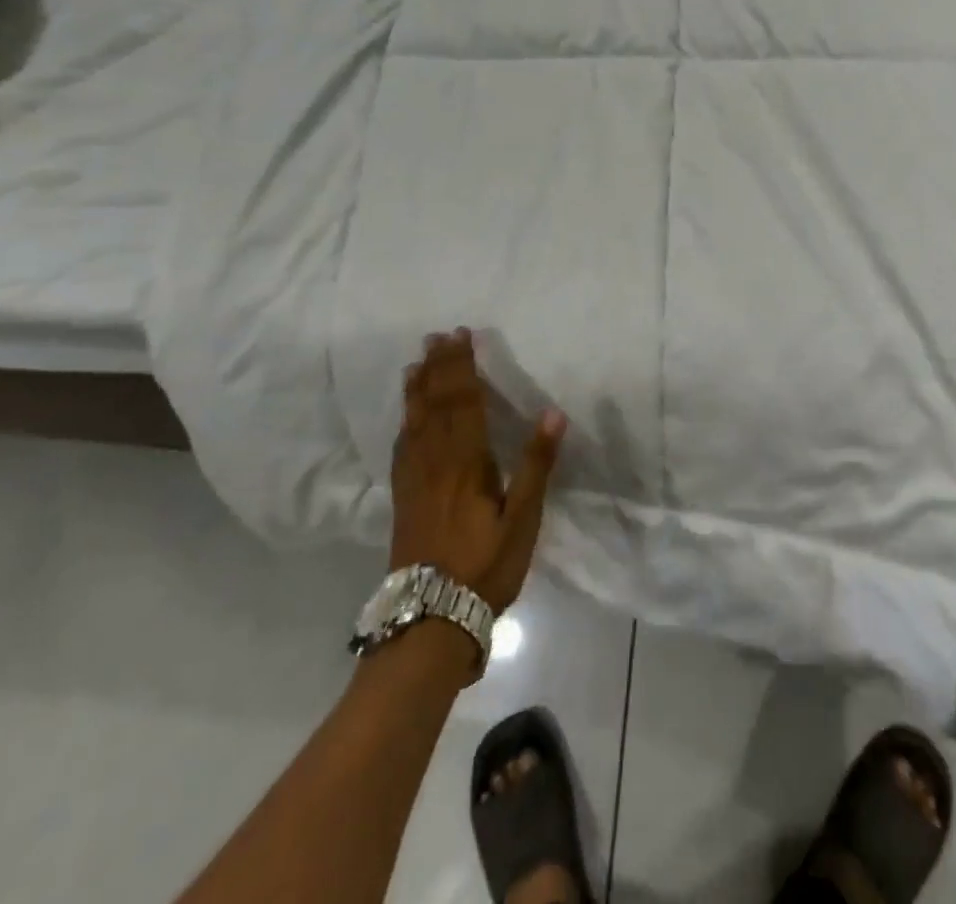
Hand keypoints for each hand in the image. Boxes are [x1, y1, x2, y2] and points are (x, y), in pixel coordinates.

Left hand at [390, 330, 564, 613]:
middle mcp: (435, 462)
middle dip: (438, 368)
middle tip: (436, 336)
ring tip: (416, 363)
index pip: (464, 402)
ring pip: (414, 423)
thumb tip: (553, 413)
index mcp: (466, 462)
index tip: (461, 336)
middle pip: (436, 405)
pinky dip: (405, 423)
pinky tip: (405, 418)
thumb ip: (536, 464)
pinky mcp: (403, 499)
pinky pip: (402, 449)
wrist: (430, 618)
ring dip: (417, 389)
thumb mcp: (523, 519)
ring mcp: (415, 480)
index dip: (462, 367)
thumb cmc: (485, 566)